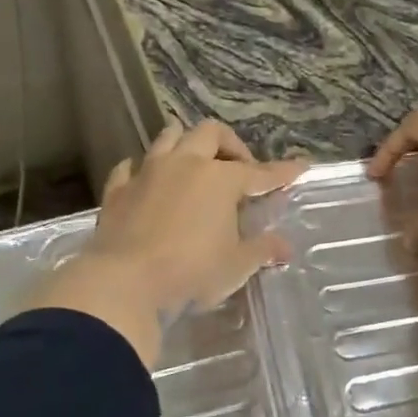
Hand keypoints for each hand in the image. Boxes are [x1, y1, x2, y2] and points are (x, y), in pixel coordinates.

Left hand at [26, 120, 307, 366]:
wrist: (125, 283)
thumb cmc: (191, 273)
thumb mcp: (236, 265)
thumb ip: (262, 250)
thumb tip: (285, 246)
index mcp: (220, 179)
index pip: (260, 172)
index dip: (282, 171)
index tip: (300, 166)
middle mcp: (185, 164)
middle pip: (210, 133)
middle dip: (229, 144)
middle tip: (238, 168)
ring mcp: (148, 173)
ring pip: (168, 138)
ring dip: (184, 143)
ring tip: (194, 162)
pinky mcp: (118, 190)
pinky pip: (130, 167)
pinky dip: (142, 169)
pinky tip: (145, 179)